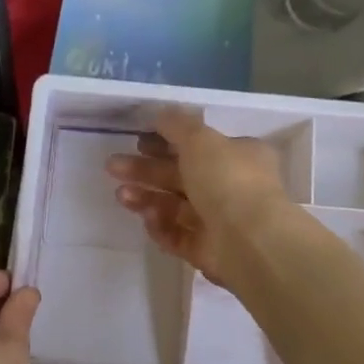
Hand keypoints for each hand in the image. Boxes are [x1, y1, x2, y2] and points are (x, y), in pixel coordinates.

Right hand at [106, 108, 291, 286]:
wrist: (249, 241)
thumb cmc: (228, 180)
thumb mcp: (200, 139)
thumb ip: (178, 125)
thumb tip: (161, 113)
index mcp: (239, 156)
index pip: (199, 146)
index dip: (166, 141)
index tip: (138, 141)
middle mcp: (231, 187)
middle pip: (181, 176)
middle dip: (146, 170)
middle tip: (113, 166)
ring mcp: (219, 221)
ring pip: (175, 206)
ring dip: (146, 198)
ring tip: (121, 195)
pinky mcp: (206, 250)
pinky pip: (177, 235)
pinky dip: (161, 226)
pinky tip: (148, 219)